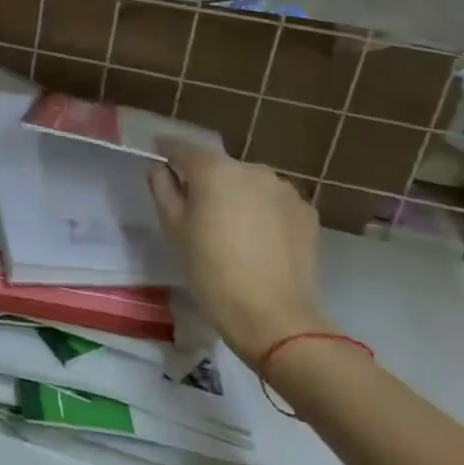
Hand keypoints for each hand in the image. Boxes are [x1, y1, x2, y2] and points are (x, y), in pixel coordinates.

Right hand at [147, 139, 327, 361]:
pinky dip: (262, 210)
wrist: (273, 316)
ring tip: (231, 225)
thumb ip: (163, 188)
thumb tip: (162, 169)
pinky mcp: (306, 212)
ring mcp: (284, 190)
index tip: (157, 155)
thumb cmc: (211, 270)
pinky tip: (258, 238)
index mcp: (215, 170)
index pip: (183, 148)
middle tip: (195, 207)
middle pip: (219, 166)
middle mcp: (252, 169)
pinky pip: (273, 201)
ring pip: (249, 183)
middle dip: (205, 179)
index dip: (167, 150)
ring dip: (236, 194)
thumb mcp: (173, 228)